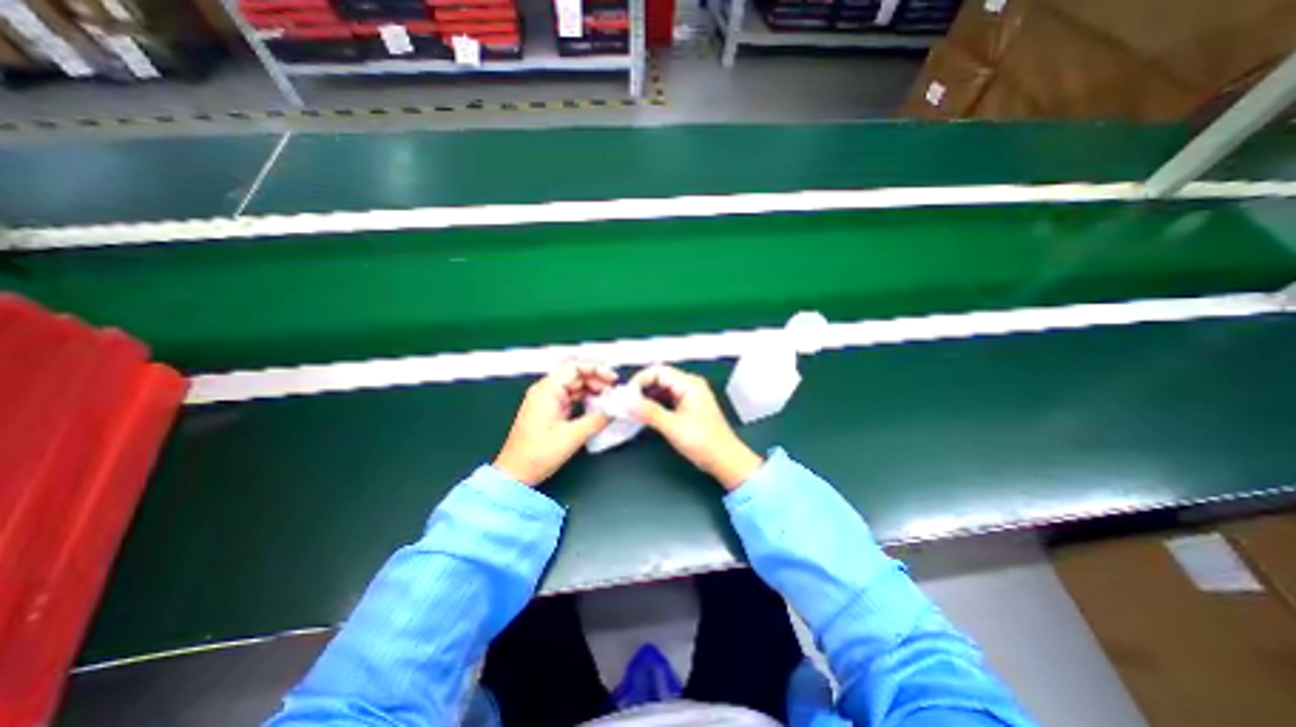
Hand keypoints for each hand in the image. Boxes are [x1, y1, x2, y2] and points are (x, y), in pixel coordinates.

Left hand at [495, 359, 618, 485]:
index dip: (596, 369)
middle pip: (575, 374)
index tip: (612, 378)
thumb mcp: (572, 436)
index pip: (575, 367)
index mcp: (547, 390)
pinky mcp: (549, 410)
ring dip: (592, 389)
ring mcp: (547, 400)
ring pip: (574, 386)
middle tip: (613, 390)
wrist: (516, 473)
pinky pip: (571, 397)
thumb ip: (596, 420)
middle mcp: (545, 391)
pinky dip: (585, 399)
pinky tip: (596, 406)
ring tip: (608, 398)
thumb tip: (613, 410)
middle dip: (597, 379)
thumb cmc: (536, 454)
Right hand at [632, 366, 761, 491]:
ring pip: (661, 390)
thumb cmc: (706, 442)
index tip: (627, 394)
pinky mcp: (687, 408)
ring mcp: (689, 397)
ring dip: (646, 399)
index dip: (640, 380)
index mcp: (690, 384)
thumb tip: (627, 403)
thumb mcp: (673, 426)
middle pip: (659, 379)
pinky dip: (654, 406)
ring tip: (632, 410)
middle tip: (626, 403)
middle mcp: (690, 386)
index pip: (658, 371)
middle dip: (641, 390)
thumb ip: (648, 412)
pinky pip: (666, 401)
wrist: (725, 460)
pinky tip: (645, 415)